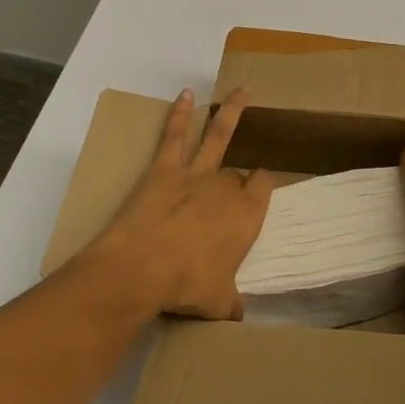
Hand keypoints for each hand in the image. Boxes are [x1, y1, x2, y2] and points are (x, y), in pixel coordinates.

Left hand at [81, 88, 272, 319]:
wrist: (141, 269)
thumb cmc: (185, 287)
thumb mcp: (217, 303)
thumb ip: (230, 302)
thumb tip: (238, 313)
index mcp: (247, 215)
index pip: (263, 186)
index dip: (262, 185)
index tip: (260, 187)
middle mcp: (226, 186)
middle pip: (237, 172)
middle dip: (236, 178)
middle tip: (232, 187)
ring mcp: (195, 173)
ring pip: (218, 134)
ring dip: (232, 110)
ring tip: (242, 90)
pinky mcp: (164, 168)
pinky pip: (175, 135)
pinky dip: (180, 113)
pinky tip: (185, 94)